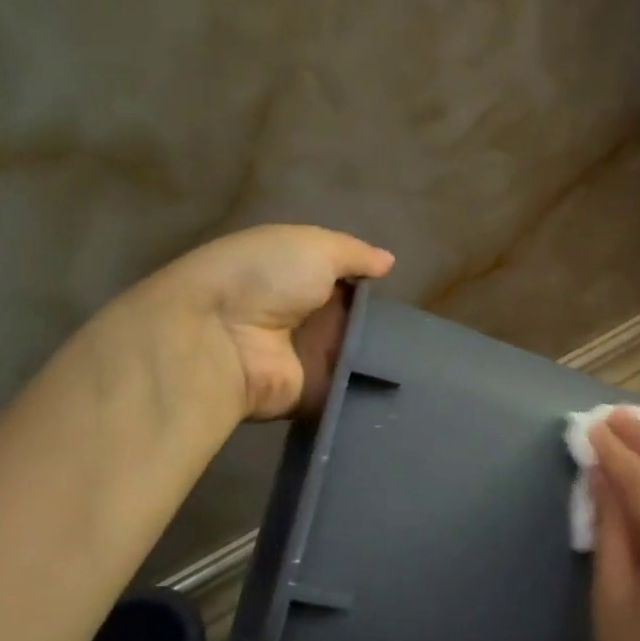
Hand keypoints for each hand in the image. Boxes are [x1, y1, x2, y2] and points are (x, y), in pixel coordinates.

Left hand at [153, 224, 394, 420]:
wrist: (219, 339)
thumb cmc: (265, 278)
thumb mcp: (314, 246)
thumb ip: (354, 253)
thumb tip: (388, 261)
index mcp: (294, 275)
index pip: (340, 278)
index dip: (367, 282)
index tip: (396, 290)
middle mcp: (299, 316)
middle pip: (352, 320)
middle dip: (382, 323)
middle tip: (418, 328)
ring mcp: (304, 358)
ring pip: (356, 356)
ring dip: (382, 357)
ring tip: (420, 359)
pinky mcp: (310, 395)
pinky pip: (348, 391)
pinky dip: (372, 390)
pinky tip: (405, 387)